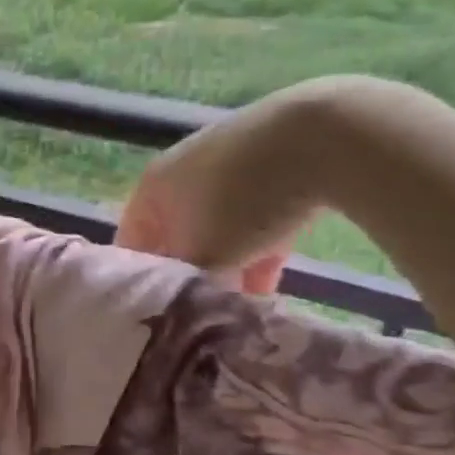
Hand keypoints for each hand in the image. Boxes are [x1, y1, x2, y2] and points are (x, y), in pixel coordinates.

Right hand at [116, 80, 341, 290]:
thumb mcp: (207, 256)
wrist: (323, 137)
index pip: (131, 245)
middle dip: (191, 276)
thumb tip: (183, 310)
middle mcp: (180, 171)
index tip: (161, 317)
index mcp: (151, 188)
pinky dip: (257, 247)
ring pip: (217, 229)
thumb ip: (187, 287)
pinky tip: (271, 282)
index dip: (142, 283)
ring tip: (242, 304)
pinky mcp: (270, 162)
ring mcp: (226, 163)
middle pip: (176, 237)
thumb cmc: (243, 201)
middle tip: (206, 312)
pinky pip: (253, 215)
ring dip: (227, 265)